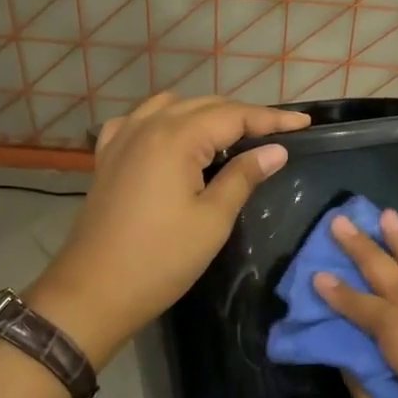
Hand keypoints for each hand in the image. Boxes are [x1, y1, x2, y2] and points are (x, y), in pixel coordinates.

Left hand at [32, 93, 310, 364]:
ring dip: (205, 113)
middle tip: (277, 133)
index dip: (272, 119)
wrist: (93, 292)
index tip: (305, 124)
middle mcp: (148, 126)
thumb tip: (276, 151)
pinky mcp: (107, 157)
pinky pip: (140, 121)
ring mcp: (122, 139)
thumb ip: (244, 177)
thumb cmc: (160, 260)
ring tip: (231, 134)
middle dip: (243, 115)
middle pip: (205, 106)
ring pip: (172, 106)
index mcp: (176, 138)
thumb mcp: (212, 220)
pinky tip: (173, 137)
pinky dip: (164, 120)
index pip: (234, 116)